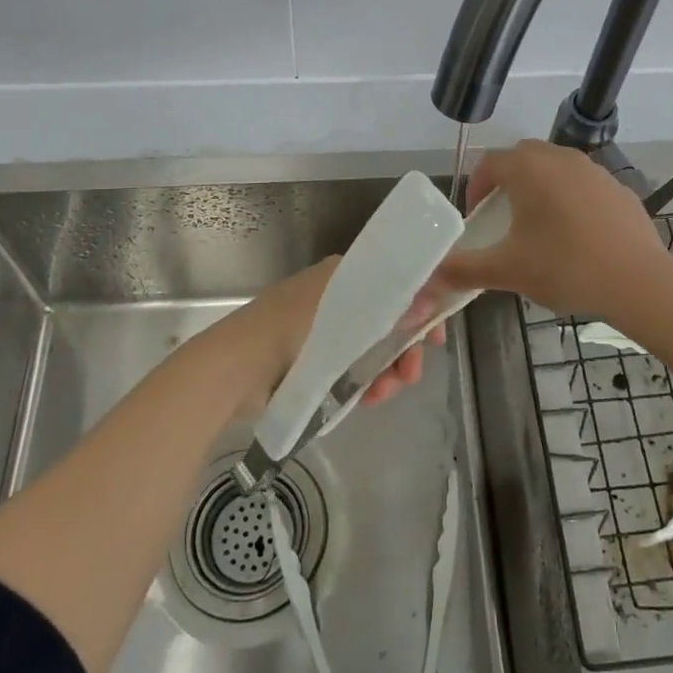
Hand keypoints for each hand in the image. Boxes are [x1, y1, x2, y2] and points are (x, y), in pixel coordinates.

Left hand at [220, 256, 445, 415]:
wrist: (235, 367)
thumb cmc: (291, 327)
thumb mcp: (346, 310)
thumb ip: (392, 306)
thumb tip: (432, 302)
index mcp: (345, 274)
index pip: (397, 281)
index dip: (423, 304)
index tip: (437, 334)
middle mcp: (338, 297)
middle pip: (389, 319)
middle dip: (406, 346)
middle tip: (413, 372)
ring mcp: (325, 331)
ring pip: (373, 349)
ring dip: (388, 370)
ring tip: (386, 392)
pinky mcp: (314, 362)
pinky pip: (352, 370)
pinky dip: (365, 383)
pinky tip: (369, 398)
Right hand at [434, 140, 672, 318]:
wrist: (638, 281)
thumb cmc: (564, 267)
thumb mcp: (507, 270)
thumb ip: (463, 269)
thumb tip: (430, 276)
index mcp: (528, 169)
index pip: (489, 163)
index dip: (476, 188)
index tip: (476, 218)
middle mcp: (560, 158)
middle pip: (523, 158)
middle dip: (507, 182)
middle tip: (503, 217)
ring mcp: (594, 170)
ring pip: (556, 168)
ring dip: (540, 188)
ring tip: (539, 227)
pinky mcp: (619, 188)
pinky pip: (584, 185)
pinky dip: (571, 200)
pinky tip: (577, 236)